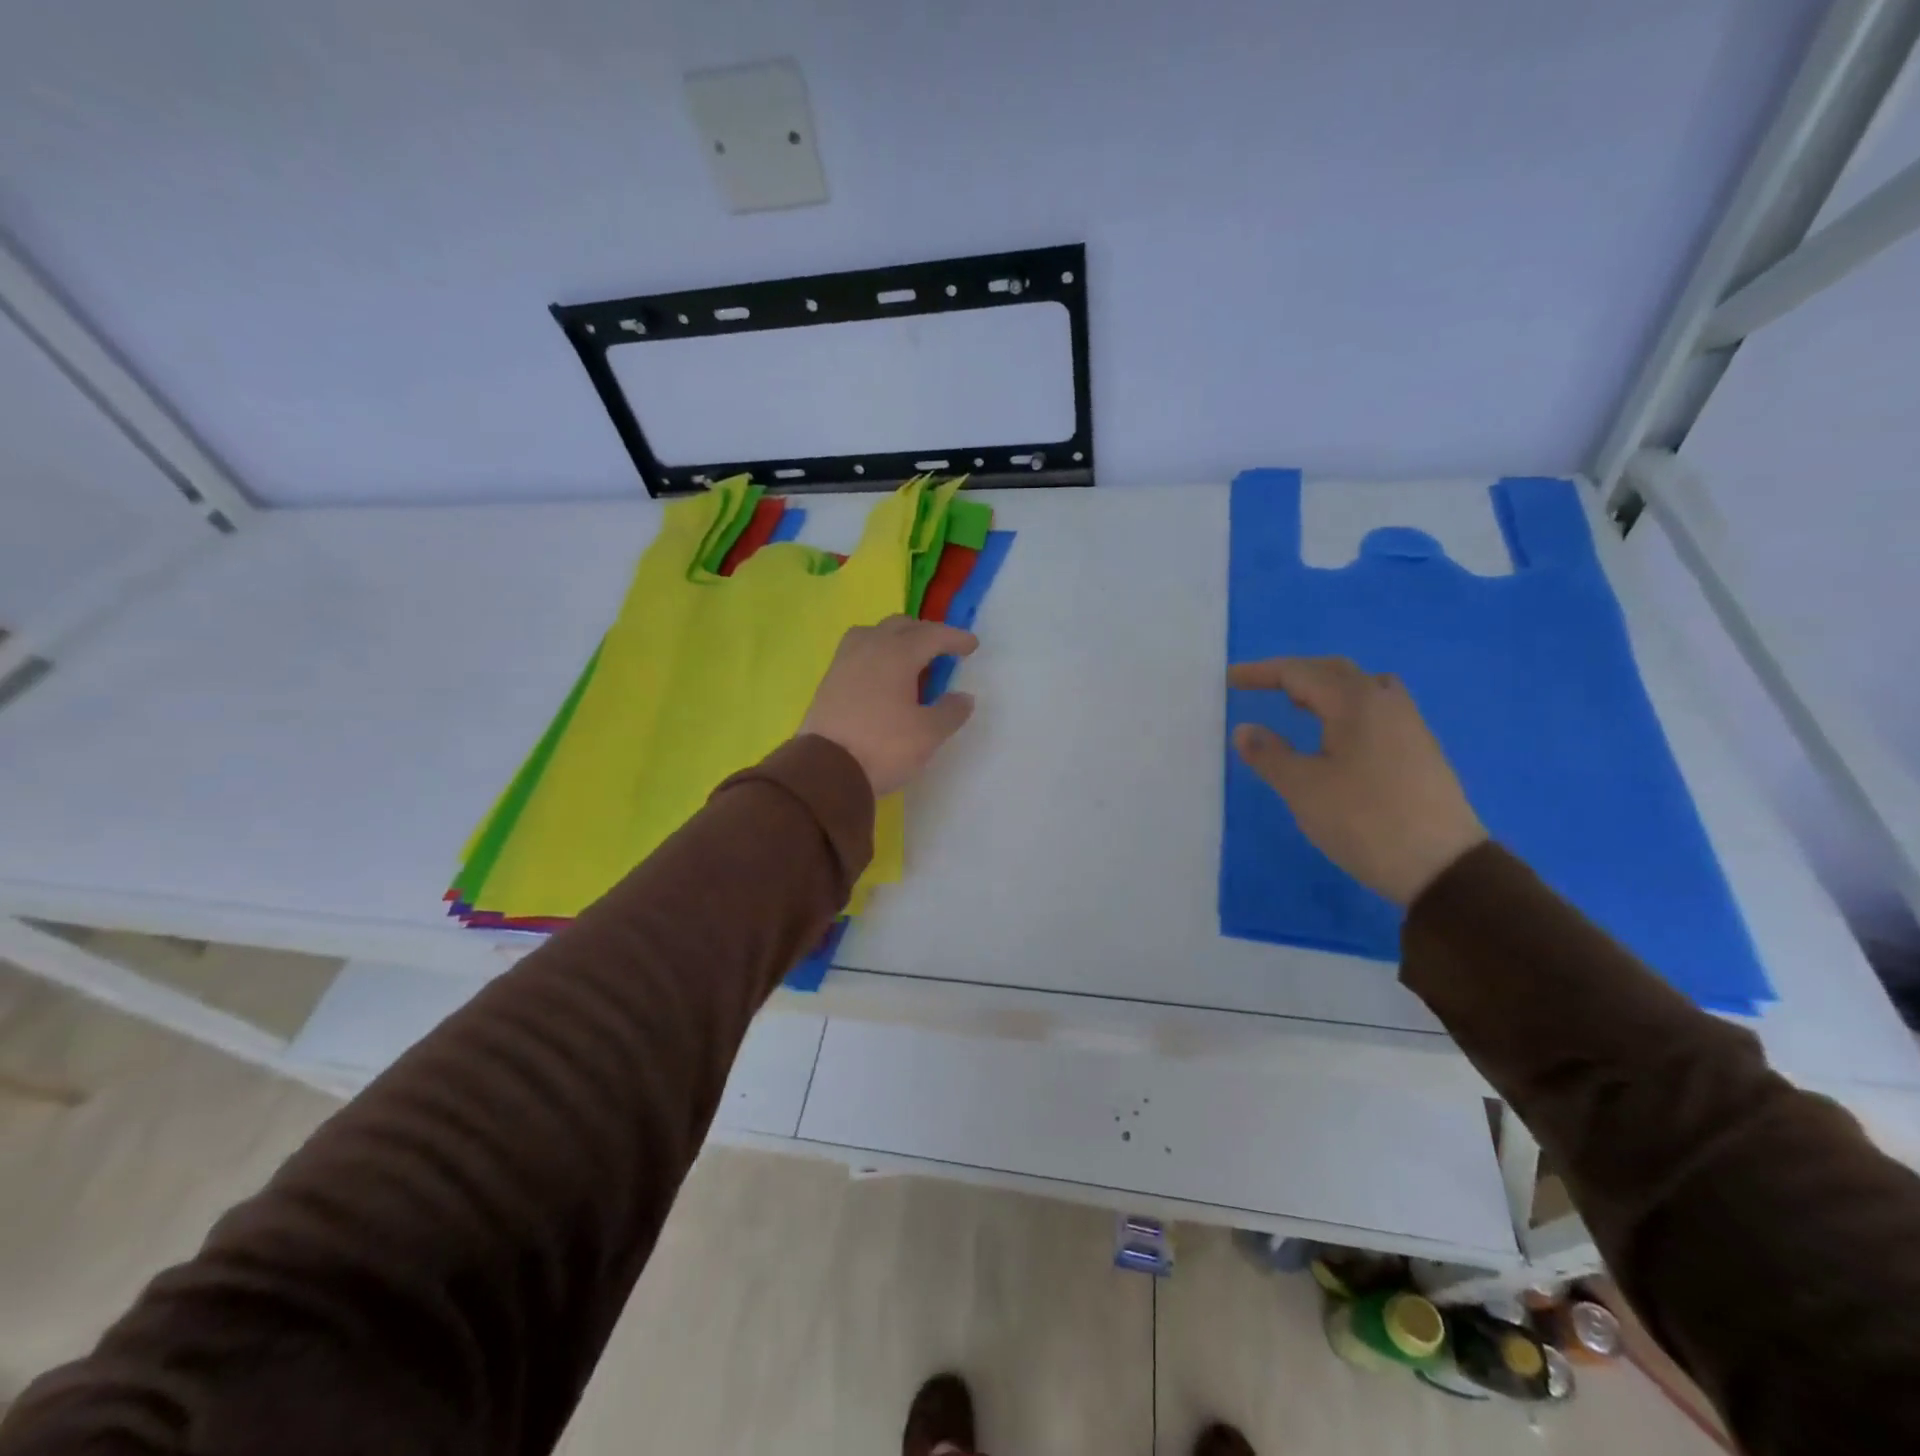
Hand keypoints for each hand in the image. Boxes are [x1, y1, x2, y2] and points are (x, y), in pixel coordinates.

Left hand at [801, 616, 978, 796]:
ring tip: (908, 659)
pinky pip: (857, 652)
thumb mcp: (928, 734)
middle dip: (925, 632)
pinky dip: (876, 654)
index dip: (955, 638)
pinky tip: (882, 676)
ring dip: (895, 639)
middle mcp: (869, 647)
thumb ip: (950, 712)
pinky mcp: (829, 680)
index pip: (932, 634)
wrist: (826, 770)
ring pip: (873, 633)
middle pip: (901, 625)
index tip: (971, 645)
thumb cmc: (884, 747)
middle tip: (941, 650)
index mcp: (897, 653)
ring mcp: (844, 662)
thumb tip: (963, 698)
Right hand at [1229, 656, 1486, 905]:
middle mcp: (1386, 702)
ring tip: (1298, 704)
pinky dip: (1345, 707)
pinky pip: (1375, 709)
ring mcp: (1409, 725)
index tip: (1230, 679)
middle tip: (1260, 686)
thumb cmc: (1363, 820)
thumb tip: (1245, 729)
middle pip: (1334, 671)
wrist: (1442, 866)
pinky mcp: (1418, 749)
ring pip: (1361, 687)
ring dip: (1324, 688)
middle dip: (1293, 674)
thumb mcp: (1303, 788)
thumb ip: (1269, 754)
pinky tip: (1335, 735)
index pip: (1300, 672)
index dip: (1261, 673)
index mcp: (1356, 702)